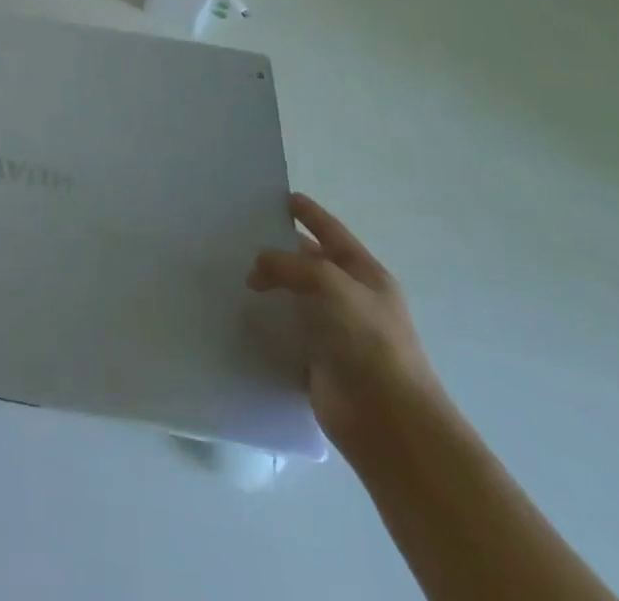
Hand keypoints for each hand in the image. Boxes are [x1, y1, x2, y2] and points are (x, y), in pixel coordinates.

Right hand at [247, 193, 444, 456]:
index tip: (280, 196)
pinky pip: (285, 331)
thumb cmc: (369, 342)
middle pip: (309, 263)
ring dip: (268, 286)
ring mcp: (335, 331)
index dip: (308, 212)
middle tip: (238, 234)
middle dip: (279, 248)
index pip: (331, 231)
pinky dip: (265, 321)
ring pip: (294, 297)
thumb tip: (258, 266)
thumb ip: (290, 265)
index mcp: (365, 274)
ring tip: (229, 270)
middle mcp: (351, 298)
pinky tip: (238, 312)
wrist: (389, 423)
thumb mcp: (331, 285)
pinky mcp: (317, 361)